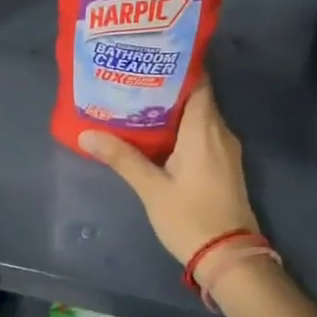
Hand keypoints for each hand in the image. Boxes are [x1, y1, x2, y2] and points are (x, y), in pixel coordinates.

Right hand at [78, 85, 259, 267]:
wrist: (230, 258)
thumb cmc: (191, 218)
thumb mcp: (152, 189)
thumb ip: (122, 158)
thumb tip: (87, 134)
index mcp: (204, 129)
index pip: (199, 81)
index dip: (177, 67)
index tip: (150, 59)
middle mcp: (220, 132)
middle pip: (197, 97)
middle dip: (168, 87)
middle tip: (134, 80)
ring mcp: (226, 149)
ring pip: (200, 116)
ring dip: (174, 109)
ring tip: (139, 103)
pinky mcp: (225, 165)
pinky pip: (204, 133)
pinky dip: (184, 128)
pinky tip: (159, 135)